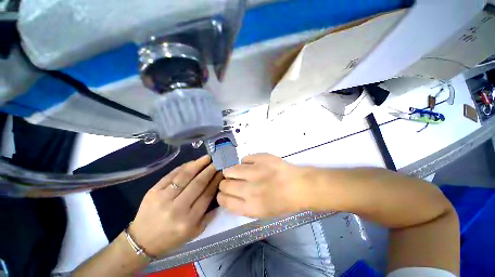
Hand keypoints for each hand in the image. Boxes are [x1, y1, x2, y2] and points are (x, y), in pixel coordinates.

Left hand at [129, 156, 221, 256]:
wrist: (142, 241)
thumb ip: (209, 215)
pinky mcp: (153, 191)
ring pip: (184, 176)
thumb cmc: (172, 238)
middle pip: (197, 183)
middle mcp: (177, 208)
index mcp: (189, 220)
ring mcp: (163, 198)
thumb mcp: (195, 232)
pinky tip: (191, 163)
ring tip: (206, 157)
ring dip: (197, 164)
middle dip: (209, 170)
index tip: (222, 171)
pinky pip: (171, 175)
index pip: (207, 195)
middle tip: (216, 161)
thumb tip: (219, 193)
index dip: (215, 181)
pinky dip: (183, 167)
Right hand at [218, 153, 312, 217]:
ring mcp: (255, 172)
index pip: (224, 200)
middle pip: (224, 184)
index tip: (224, 192)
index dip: (221, 196)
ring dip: (232, 171)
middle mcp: (249, 189)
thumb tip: (231, 194)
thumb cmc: (284, 202)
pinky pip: (245, 158)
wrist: (300, 186)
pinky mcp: (261, 158)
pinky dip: (246, 162)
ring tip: (241, 171)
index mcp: (250, 206)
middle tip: (233, 181)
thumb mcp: (263, 213)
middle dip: (225, 183)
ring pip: (230, 169)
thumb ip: (243, 205)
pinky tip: (253, 164)